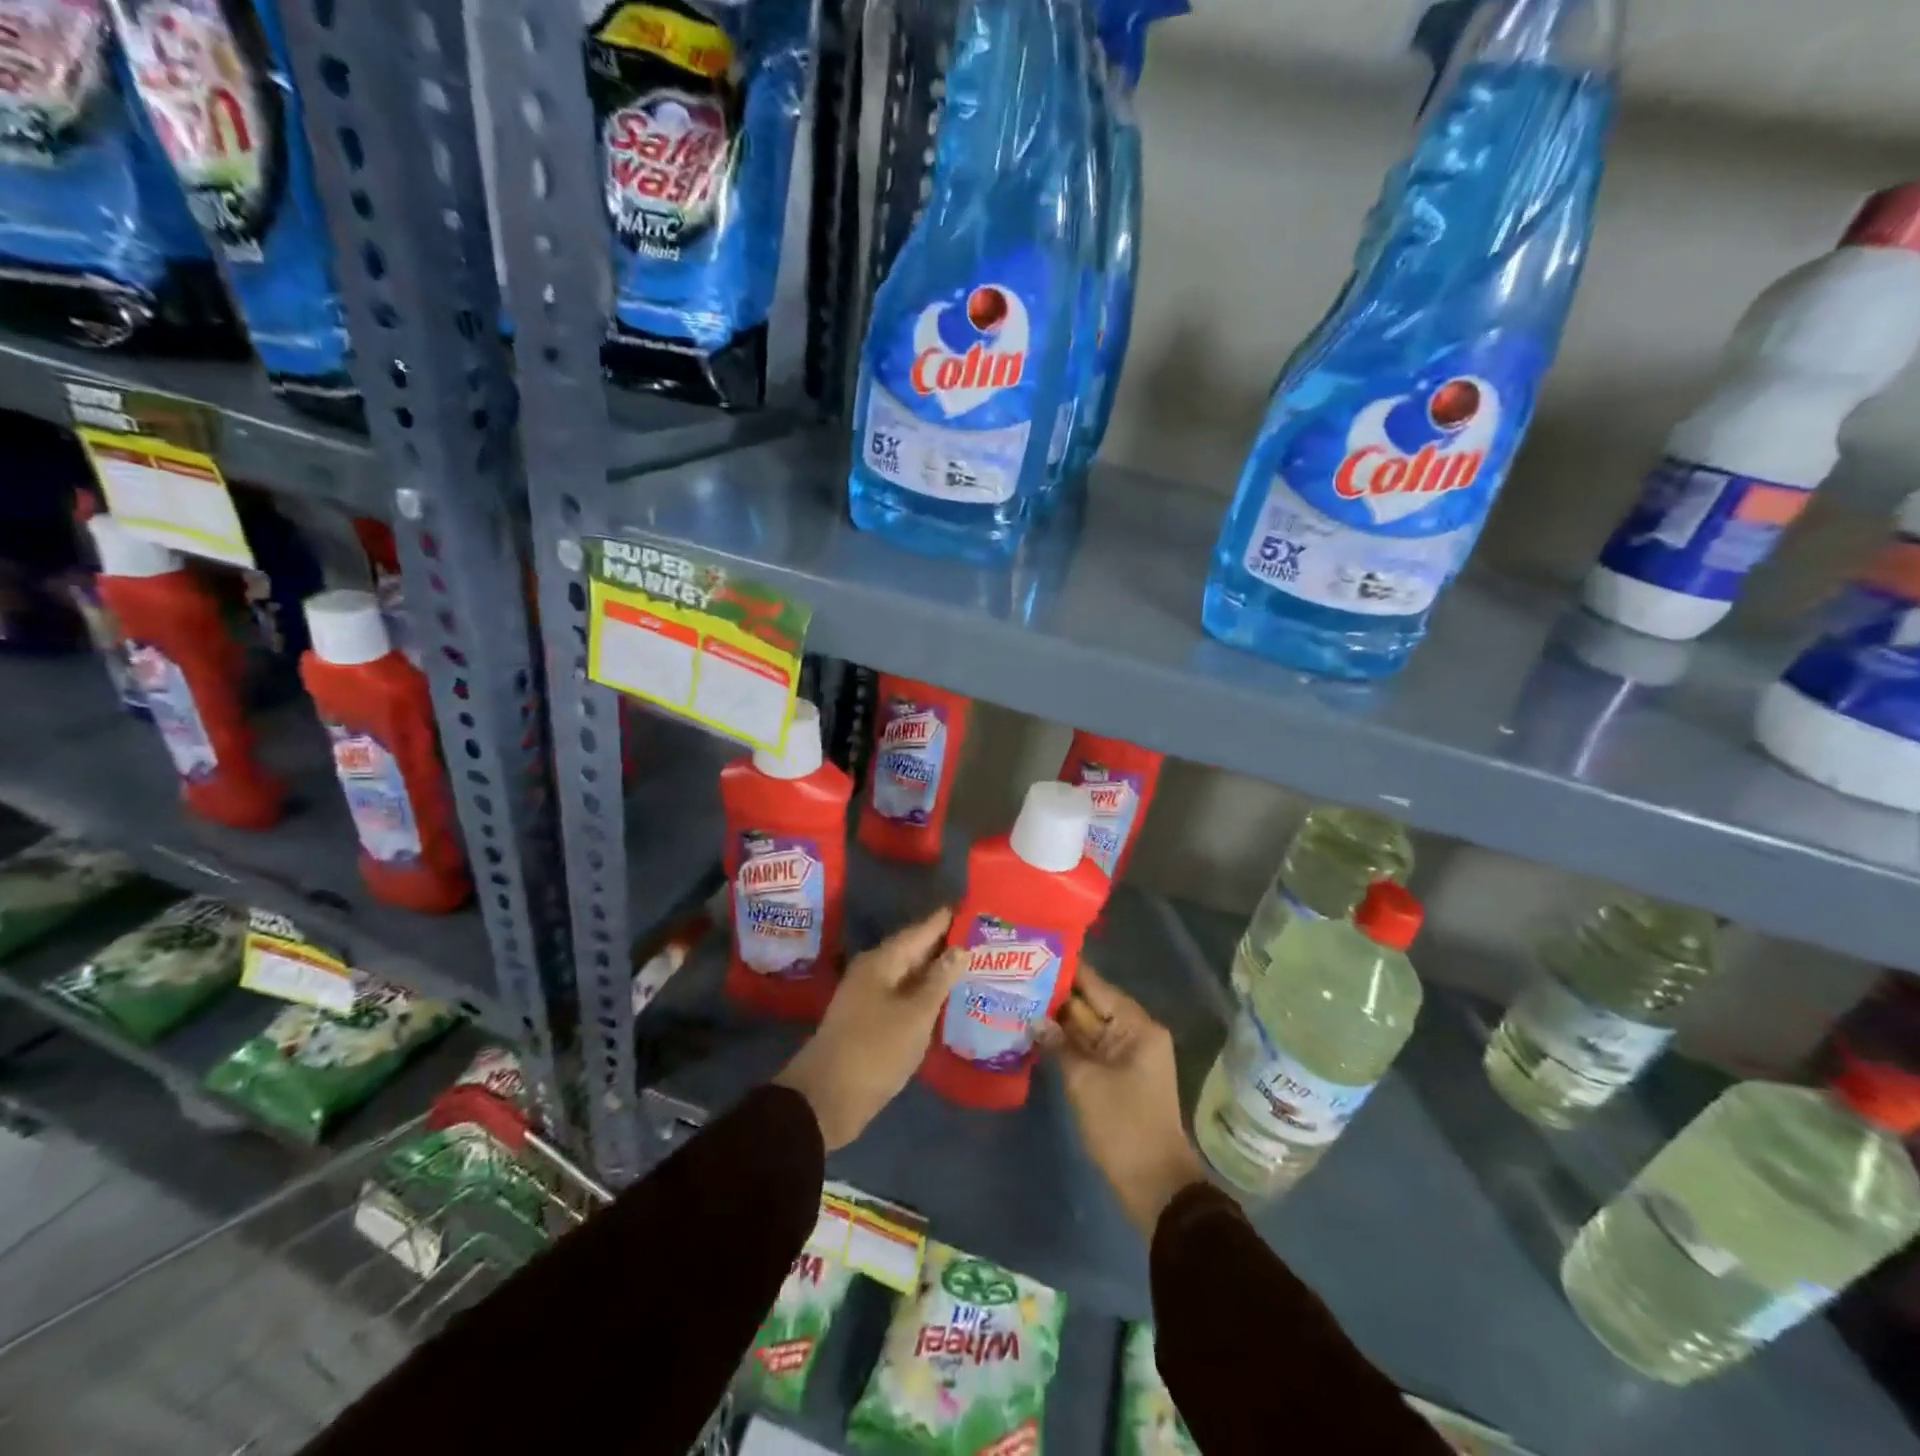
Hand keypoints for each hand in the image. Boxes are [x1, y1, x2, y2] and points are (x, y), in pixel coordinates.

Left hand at [774, 907, 964, 1150]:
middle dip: (947, 945)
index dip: (947, 919)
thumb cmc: (875, 1049)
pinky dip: (927, 994)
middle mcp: (874, 971)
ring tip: (974, 966)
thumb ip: (939, 980)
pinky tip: (948, 1000)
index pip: (922, 930)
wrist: (827, 1098)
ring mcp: (870, 996)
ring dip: (938, 971)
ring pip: (911, 975)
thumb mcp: (915, 1014)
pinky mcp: (871, 1020)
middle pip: (915, 950)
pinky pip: (905, 996)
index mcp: (883, 960)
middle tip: (983, 938)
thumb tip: (960, 948)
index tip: (975, 907)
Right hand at [1036, 963, 1207, 1238]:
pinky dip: (1065, 1043)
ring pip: (1086, 1028)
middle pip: (1090, 1005)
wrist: (1154, 1187)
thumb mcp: (1086, 1082)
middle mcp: (1133, 1034)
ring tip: (1018, 998)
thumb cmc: (1124, 1126)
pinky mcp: (1115, 1077)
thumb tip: (1034, 1019)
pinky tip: (1034, 1034)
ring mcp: (1124, 1056)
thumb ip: (1059, 1045)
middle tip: (1017, 976)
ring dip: (1057, 1021)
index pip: (1096, 986)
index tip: (1035, 951)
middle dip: (1056, 996)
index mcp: (1137, 1027)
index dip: (1067, 970)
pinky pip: (1087, 1050)